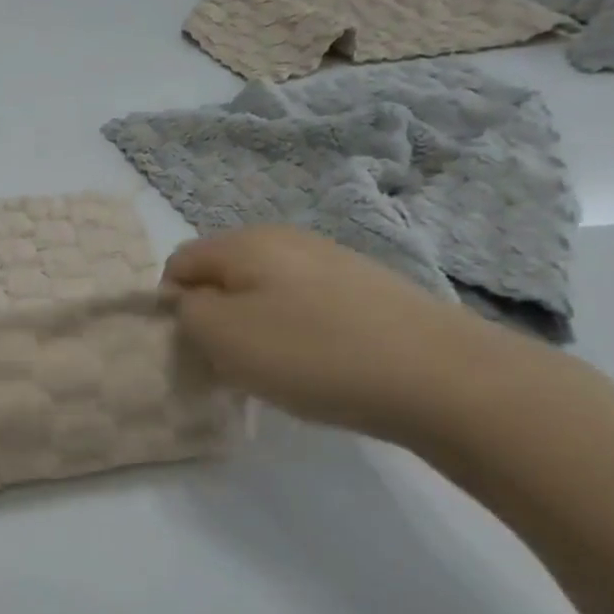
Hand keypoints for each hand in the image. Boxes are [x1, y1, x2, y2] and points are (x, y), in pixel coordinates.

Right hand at [162, 227, 541, 446]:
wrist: (442, 376)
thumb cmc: (312, 353)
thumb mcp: (223, 337)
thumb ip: (186, 312)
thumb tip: (188, 301)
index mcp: (244, 242)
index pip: (179, 263)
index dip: (172, 305)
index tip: (192, 346)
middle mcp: (285, 238)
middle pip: (223, 273)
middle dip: (214, 314)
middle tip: (229, 360)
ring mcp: (331, 259)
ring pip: (265, 289)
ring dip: (255, 325)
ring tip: (276, 367)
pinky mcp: (367, 287)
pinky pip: (306, 303)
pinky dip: (297, 331)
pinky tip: (319, 363)